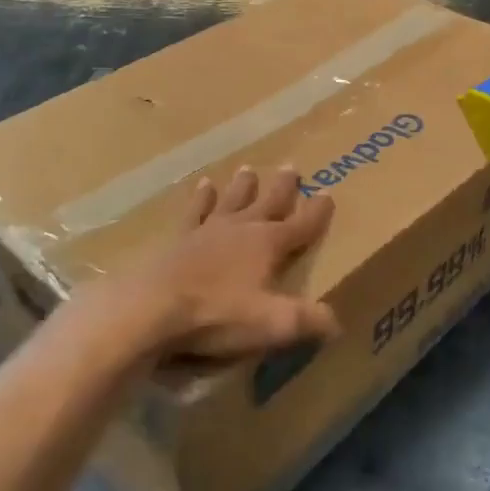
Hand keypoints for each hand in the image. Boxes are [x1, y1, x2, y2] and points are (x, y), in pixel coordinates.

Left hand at [96, 166, 339, 361]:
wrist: (152, 308)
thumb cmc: (217, 314)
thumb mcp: (272, 323)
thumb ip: (308, 321)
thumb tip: (337, 322)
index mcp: (268, 244)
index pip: (301, 225)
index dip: (317, 212)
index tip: (328, 193)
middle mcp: (241, 229)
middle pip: (267, 203)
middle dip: (282, 188)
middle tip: (291, 167)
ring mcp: (208, 230)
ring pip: (232, 200)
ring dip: (242, 187)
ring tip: (248, 169)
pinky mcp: (180, 239)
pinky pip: (195, 212)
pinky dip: (201, 199)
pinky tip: (203, 185)